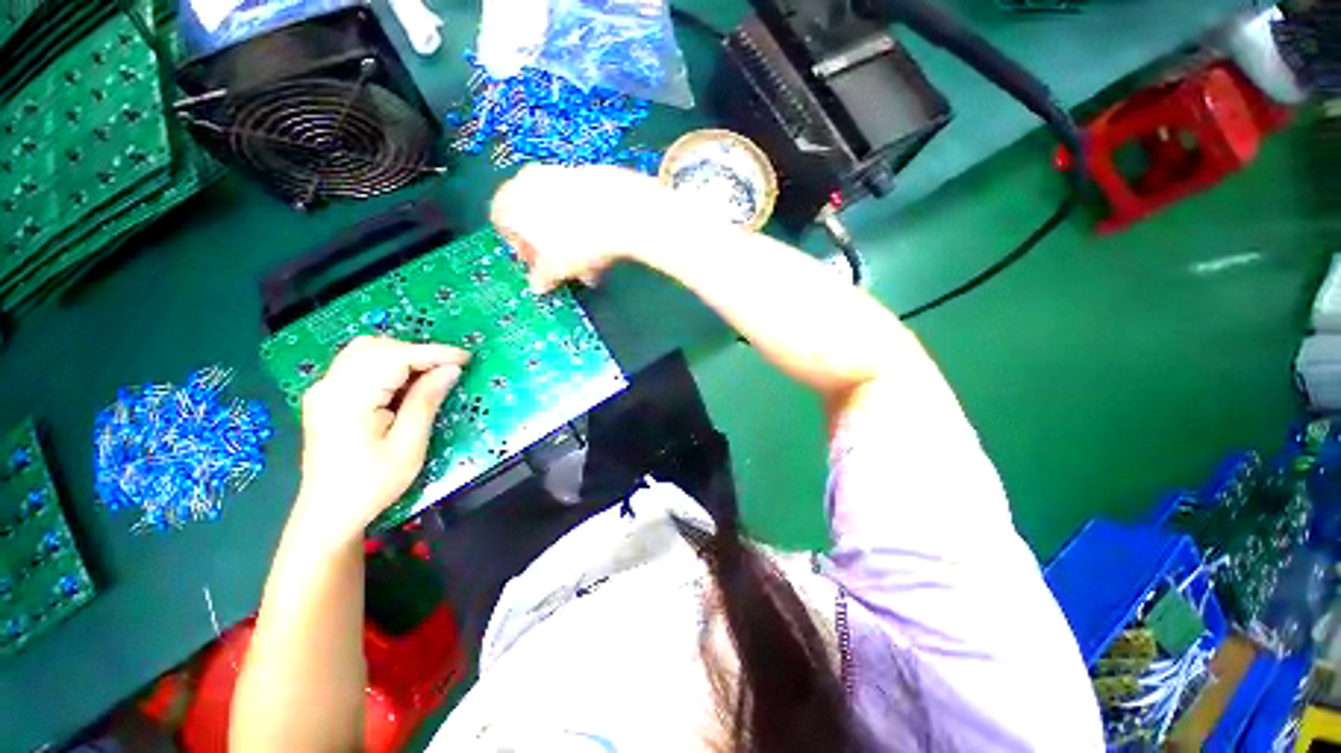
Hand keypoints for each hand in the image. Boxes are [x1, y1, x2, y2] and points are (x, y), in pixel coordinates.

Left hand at [294, 337, 469, 545]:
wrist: (329, 513)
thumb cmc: (372, 484)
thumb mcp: (409, 445)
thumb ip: (427, 401)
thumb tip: (451, 370)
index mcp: (348, 398)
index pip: (394, 357)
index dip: (434, 353)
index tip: (466, 358)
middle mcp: (330, 385)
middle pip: (377, 347)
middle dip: (419, 352)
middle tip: (450, 369)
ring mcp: (324, 389)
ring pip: (366, 351)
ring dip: (403, 356)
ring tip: (431, 374)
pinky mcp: (327, 396)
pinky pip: (359, 365)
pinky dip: (388, 365)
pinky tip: (406, 383)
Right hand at [490, 164, 689, 292]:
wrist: (622, 210)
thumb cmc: (577, 242)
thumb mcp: (556, 269)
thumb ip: (542, 278)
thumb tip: (537, 286)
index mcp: (511, 200)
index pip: (501, 222)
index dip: (519, 247)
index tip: (537, 264)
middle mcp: (529, 180)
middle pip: (533, 217)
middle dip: (550, 247)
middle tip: (566, 267)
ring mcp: (559, 172)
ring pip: (560, 212)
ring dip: (572, 240)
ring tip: (592, 265)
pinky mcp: (587, 173)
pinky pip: (579, 203)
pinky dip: (586, 223)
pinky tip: (604, 246)